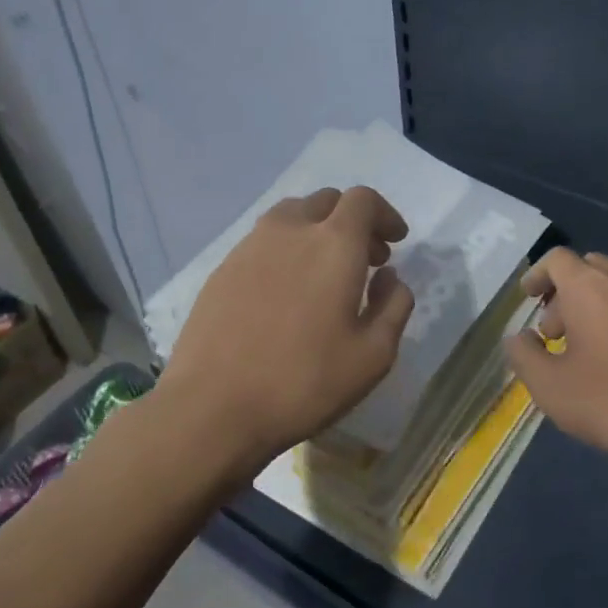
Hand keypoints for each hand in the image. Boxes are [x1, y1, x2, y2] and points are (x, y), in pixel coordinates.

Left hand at [159, 186, 414, 471]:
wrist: (212, 407)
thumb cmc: (304, 382)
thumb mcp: (373, 355)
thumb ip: (394, 306)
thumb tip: (389, 277)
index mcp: (334, 243)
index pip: (363, 200)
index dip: (385, 214)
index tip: (395, 242)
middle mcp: (290, 230)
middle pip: (326, 201)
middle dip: (353, 221)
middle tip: (367, 259)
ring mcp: (249, 246)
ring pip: (291, 217)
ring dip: (317, 231)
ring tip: (324, 273)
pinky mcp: (222, 268)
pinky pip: (263, 242)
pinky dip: (286, 250)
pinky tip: (286, 292)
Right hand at [504, 249, 607, 496]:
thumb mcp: (550, 387)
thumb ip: (523, 355)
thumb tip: (519, 338)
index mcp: (591, 287)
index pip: (557, 259)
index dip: (538, 275)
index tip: (529, 297)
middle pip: (591, 268)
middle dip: (568, 293)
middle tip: (556, 332)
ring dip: (600, 307)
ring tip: (593, 349)